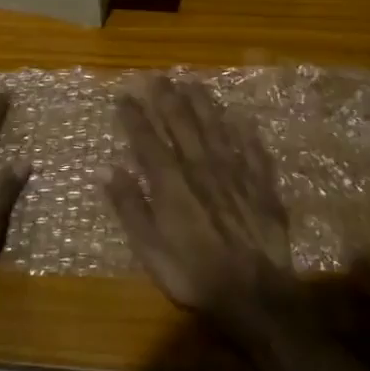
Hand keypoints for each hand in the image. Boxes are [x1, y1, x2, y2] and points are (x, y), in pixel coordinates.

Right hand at [105, 76, 298, 328]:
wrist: (254, 294)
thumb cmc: (193, 275)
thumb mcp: (149, 249)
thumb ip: (129, 207)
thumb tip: (108, 170)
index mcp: (171, 184)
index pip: (147, 141)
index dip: (134, 117)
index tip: (124, 95)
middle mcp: (202, 169)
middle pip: (182, 125)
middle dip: (168, 98)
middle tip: (158, 76)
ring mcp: (235, 175)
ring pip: (217, 129)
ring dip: (204, 105)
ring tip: (194, 83)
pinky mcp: (262, 187)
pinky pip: (254, 152)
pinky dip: (247, 134)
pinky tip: (243, 118)